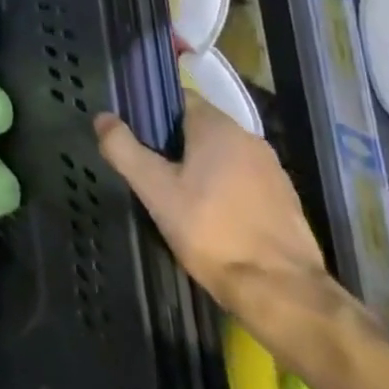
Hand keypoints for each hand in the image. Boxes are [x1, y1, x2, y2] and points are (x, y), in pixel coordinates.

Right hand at [95, 96, 329, 319]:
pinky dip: (223, 188)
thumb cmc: (211, 231)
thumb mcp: (155, 190)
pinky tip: (210, 217)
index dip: (152, 111)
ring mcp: (272, 170)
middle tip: (149, 170)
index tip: (134, 135)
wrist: (281, 291)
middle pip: (200, 127)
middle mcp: (249, 138)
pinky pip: (242, 180)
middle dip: (172, 143)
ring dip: (199, 167)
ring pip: (222, 155)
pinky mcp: (285, 199)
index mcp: (218, 127)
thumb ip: (124, 149)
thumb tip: (103, 118)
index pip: (179, 98)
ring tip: (176, 196)